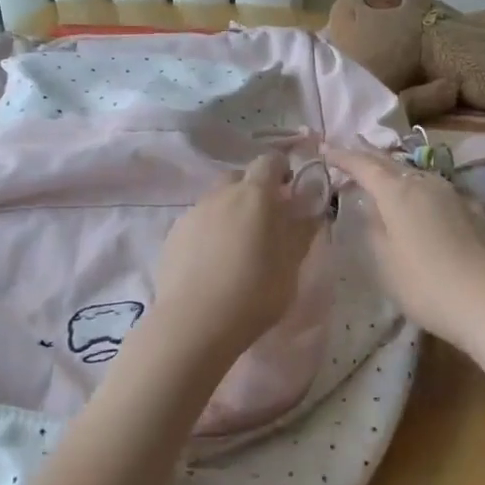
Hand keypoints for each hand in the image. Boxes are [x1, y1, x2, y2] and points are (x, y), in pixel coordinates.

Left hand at [143, 152, 322, 376]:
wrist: (194, 323)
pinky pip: (197, 222)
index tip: (289, 192)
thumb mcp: (291, 264)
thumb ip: (302, 229)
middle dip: (254, 191)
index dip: (281, 171)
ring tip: (237, 248)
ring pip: (216, 201)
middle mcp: (221, 194)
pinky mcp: (173, 235)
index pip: (269, 161)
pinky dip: (208, 232)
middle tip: (265, 223)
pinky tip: (212, 263)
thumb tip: (312, 206)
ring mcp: (193, 213)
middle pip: (239, 178)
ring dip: (230, 213)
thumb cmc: (255, 292)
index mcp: (255, 195)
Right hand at [325, 145, 484, 355]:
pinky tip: (426, 202)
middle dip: (369, 156)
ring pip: (419, 175)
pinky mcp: (477, 212)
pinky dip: (424, 191)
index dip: (343, 156)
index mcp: (397, 193)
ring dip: (398, 172)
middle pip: (392, 164)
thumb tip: (371, 208)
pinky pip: (441, 193)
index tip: (326, 149)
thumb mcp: (384, 261)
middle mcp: (426, 184)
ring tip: (386, 174)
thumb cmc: (425, 284)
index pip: (364, 166)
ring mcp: (456, 196)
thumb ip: (373, 229)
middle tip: (352, 149)